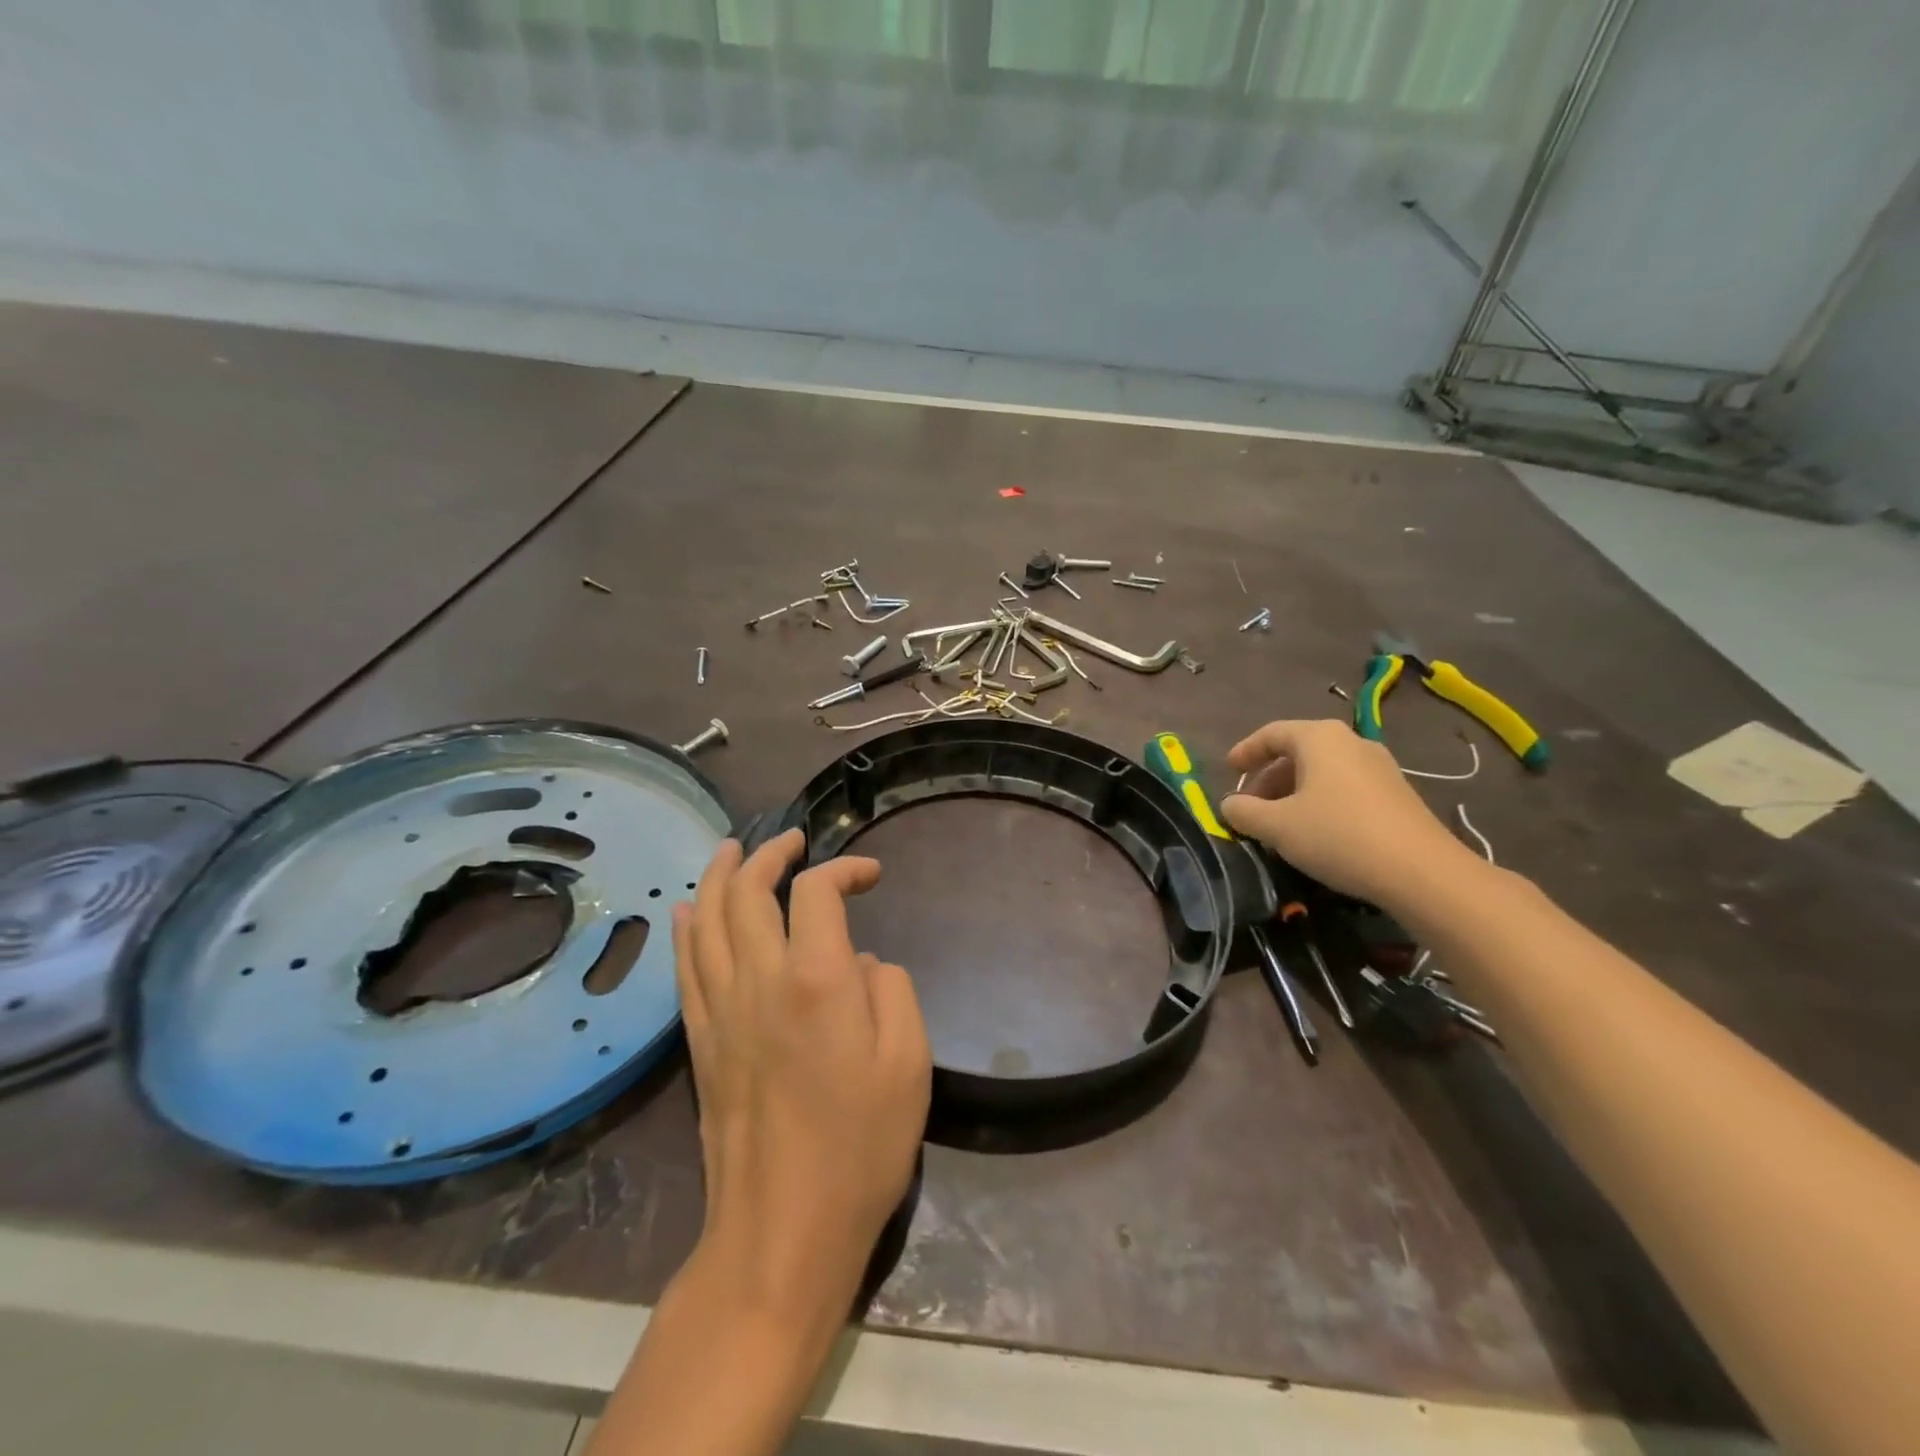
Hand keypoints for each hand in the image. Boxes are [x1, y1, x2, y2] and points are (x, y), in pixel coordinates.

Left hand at [670, 830, 930, 1332]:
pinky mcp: (701, 1042)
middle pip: (747, 892)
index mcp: (817, 979)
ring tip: (733, 849)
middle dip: (769, 854)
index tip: (871, 876)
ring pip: (707, 920)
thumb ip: (892, 991)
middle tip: (792, 839)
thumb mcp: (909, 1063)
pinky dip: (687, 928)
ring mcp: (722, 1011)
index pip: (816, 891)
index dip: (844, 869)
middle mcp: (760, 981)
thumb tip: (864, 965)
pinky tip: (688, 910)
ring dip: (719, 876)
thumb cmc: (861, 1147)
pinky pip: (685, 968)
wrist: (783, 1231)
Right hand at [1220, 719, 1476, 909]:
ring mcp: (1379, 766)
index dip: (1245, 751)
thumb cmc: (1338, 836)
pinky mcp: (1396, 793)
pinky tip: (1314, 832)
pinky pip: (1344, 787)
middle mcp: (1351, 742)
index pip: (1271, 733)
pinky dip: (1320, 801)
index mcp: (1319, 738)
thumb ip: (1244, 811)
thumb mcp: (1277, 826)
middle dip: (1268, 778)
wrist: (1422, 872)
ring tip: (1278, 822)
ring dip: (1293, 792)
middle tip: (1250, 806)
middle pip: (1297, 752)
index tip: (1228, 771)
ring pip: (1322, 771)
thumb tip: (1229, 804)